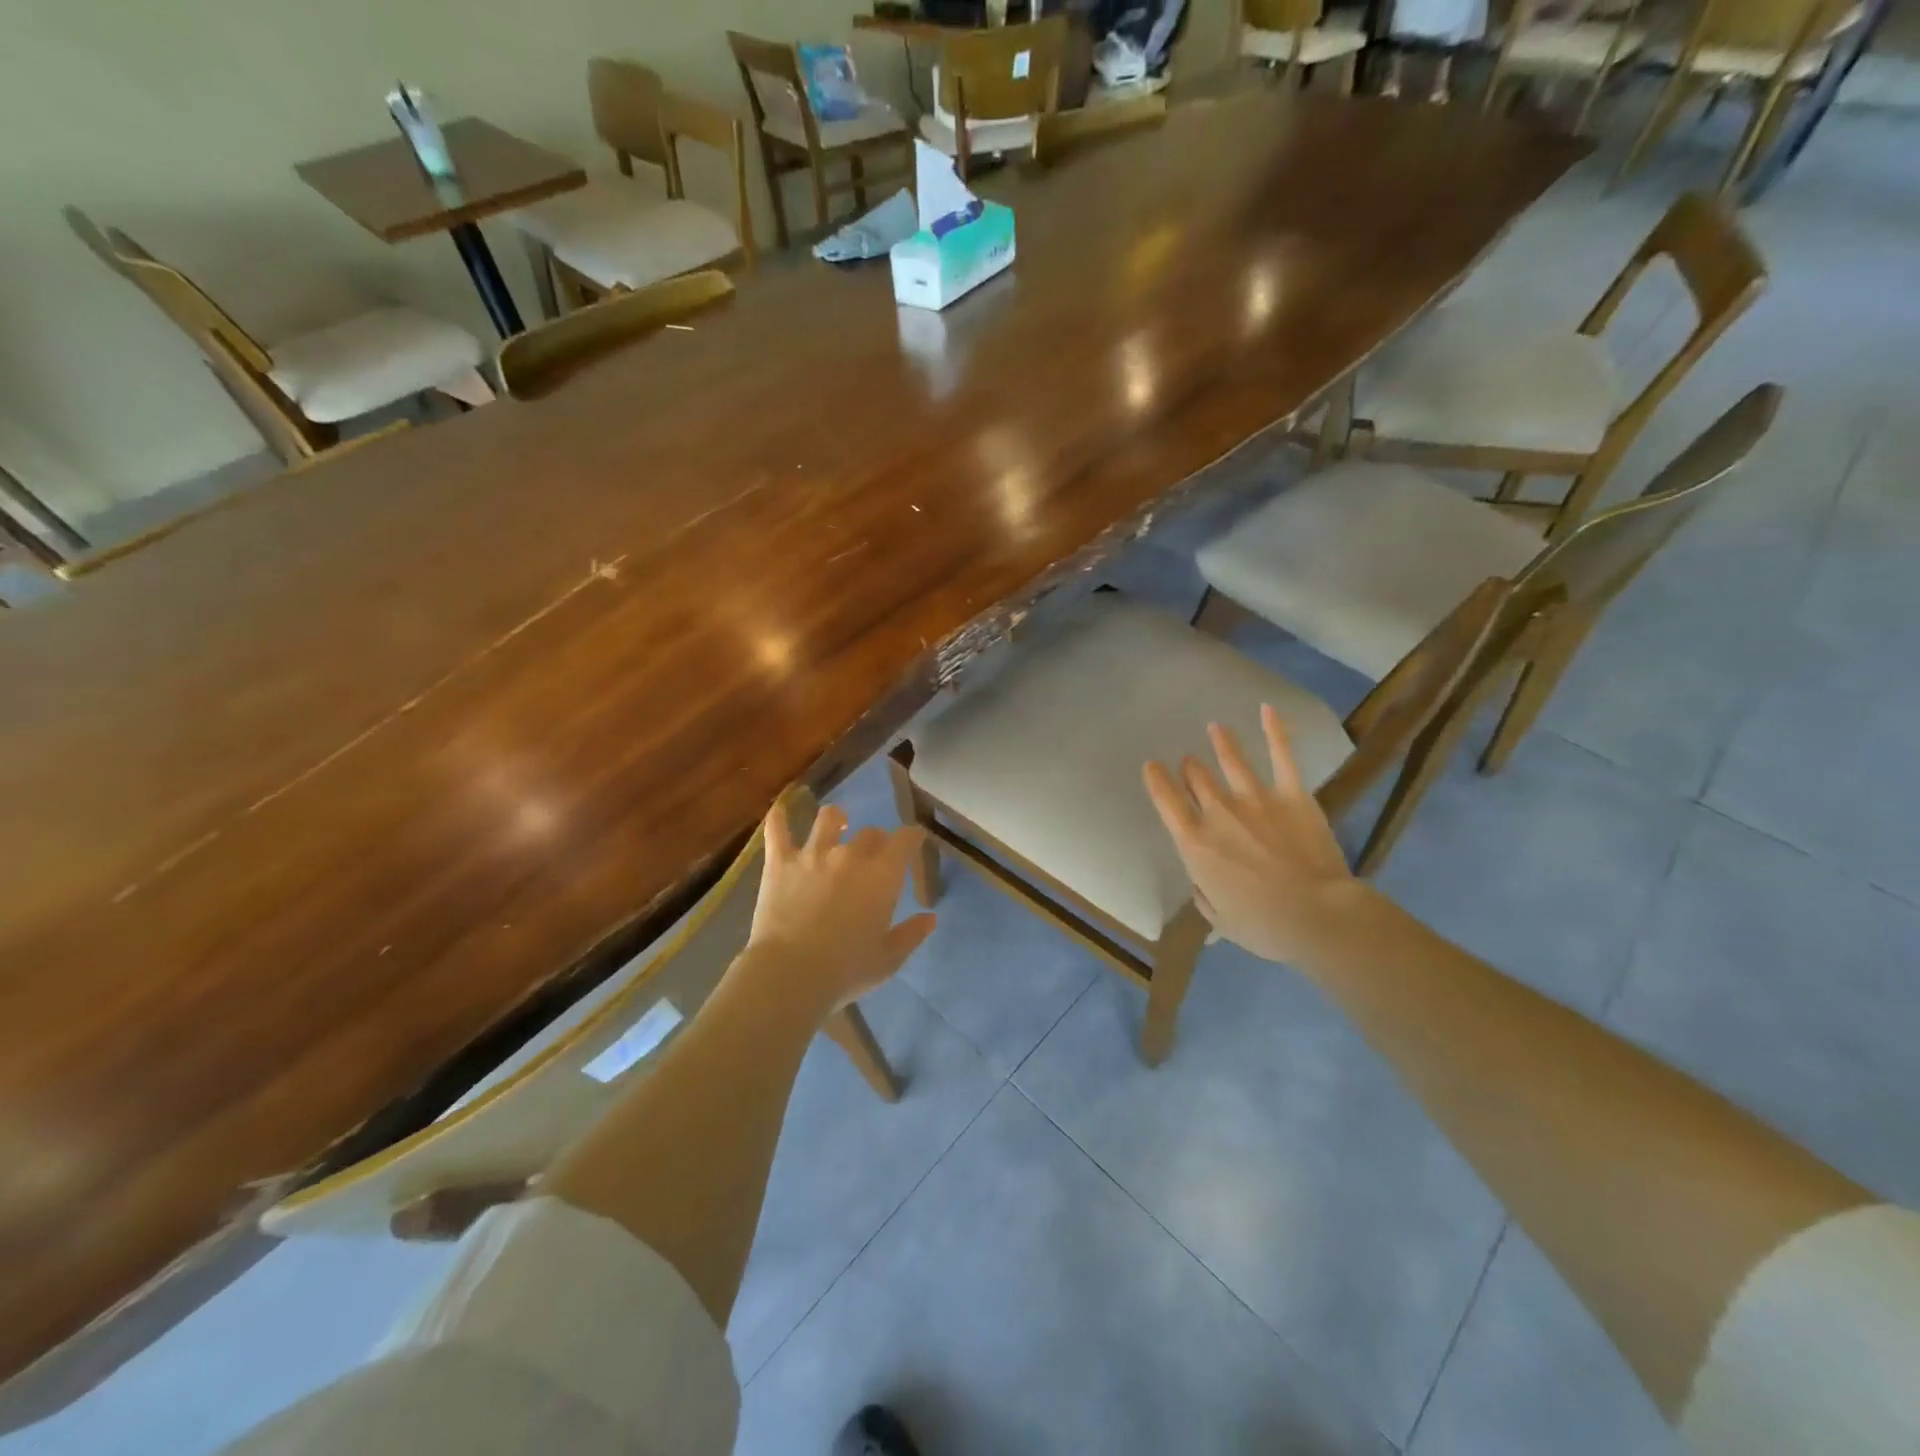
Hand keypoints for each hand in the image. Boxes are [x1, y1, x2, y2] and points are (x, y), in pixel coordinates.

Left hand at [742, 798, 936, 1015]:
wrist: (790, 975)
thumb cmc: (846, 970)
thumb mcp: (888, 959)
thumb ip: (911, 934)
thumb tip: (930, 918)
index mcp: (882, 875)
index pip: (905, 839)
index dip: (912, 837)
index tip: (913, 841)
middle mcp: (851, 855)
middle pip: (870, 833)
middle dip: (876, 841)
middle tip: (873, 857)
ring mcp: (812, 854)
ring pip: (828, 819)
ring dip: (836, 819)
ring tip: (837, 824)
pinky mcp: (779, 862)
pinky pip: (777, 830)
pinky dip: (779, 817)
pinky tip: (780, 810)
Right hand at [1143, 704, 1368, 966]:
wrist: (1316, 916)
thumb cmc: (1262, 925)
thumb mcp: (1218, 918)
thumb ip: (1204, 893)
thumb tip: (1203, 882)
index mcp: (1194, 842)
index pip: (1166, 801)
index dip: (1156, 780)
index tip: (1152, 767)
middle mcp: (1218, 812)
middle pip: (1196, 778)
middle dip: (1190, 769)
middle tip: (1190, 764)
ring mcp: (1256, 798)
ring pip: (1230, 760)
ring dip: (1220, 743)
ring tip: (1215, 728)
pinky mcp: (1292, 795)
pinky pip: (1282, 756)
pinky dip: (1275, 730)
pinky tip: (1267, 708)